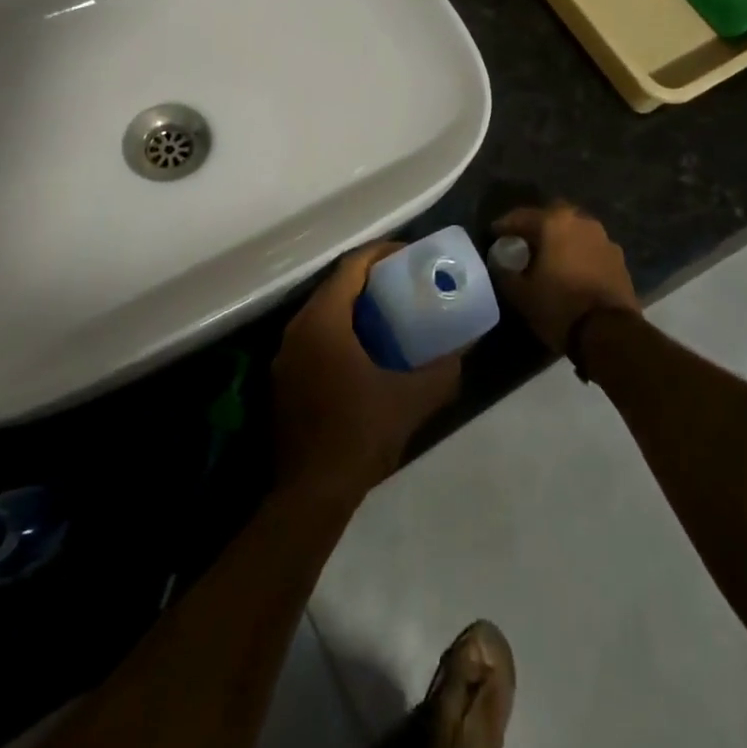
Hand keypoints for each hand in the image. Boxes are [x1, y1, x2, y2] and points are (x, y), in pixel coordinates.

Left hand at [272, 242, 461, 498]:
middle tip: (403, 282)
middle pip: (334, 286)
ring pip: (322, 312)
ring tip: (388, 313)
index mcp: (323, 322)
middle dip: (369, 278)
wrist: (311, 493)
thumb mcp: (411, 400)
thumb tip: (463, 351)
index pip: (351, 267)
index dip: (381, 253)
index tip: (409, 255)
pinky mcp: (283, 379)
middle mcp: (297, 329)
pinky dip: (338, 330)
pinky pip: (313, 337)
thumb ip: (441, 372)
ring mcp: (285, 356)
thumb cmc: (360, 434)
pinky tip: (363, 351)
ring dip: (352, 306)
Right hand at [490, 203, 639, 353]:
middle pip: (552, 217)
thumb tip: (500, 262)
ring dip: (561, 239)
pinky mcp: (619, 259)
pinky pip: (590, 248)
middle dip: (537, 227)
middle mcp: (581, 221)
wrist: (610, 333)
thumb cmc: (559, 306)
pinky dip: (578, 254)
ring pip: (575, 231)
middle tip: (524, 243)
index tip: (494, 235)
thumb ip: (505, 272)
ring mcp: (604, 239)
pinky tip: (571, 271)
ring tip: (548, 258)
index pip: (521, 216)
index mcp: (554, 222)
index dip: (504, 226)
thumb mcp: (520, 293)